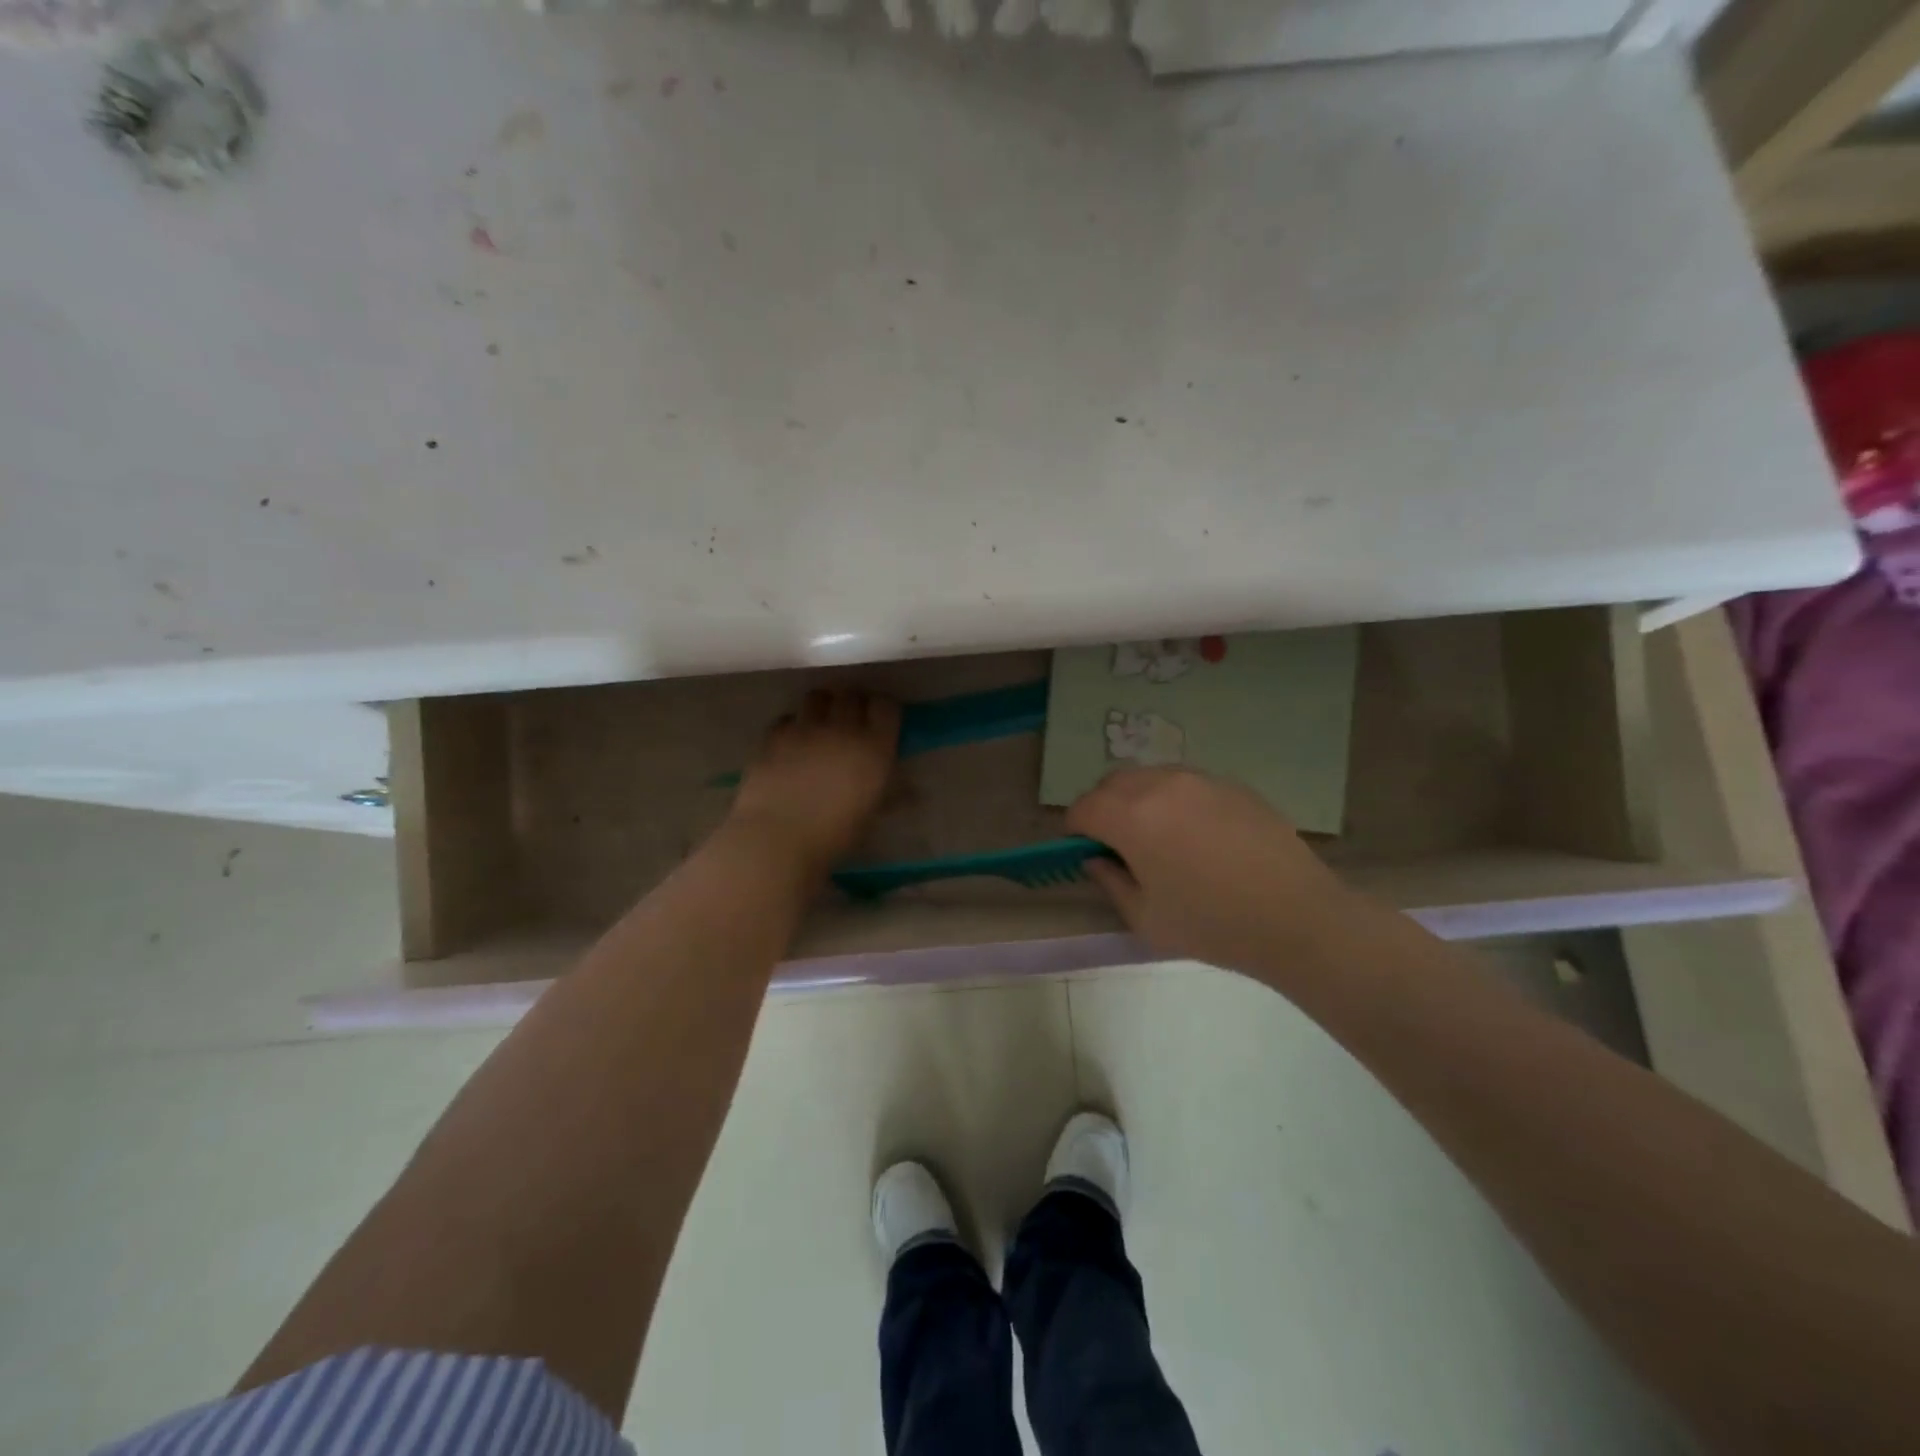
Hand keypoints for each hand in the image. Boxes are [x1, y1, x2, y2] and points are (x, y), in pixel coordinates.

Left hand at [729, 688, 900, 872]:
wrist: (778, 838)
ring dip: (823, 705)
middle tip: (852, 719)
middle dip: (854, 702)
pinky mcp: (773, 735)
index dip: (884, 709)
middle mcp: (842, 728)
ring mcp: (805, 728)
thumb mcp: (871, 814)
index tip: (882, 720)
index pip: (886, 707)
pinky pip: (788, 717)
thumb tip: (910, 790)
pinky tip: (792, 742)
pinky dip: (794, 724)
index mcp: (874, 747)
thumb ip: (889, 792)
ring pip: (818, 696)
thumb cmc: (834, 835)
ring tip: (821, 722)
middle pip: (852, 694)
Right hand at [1066, 766, 1355, 974]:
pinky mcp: (1232, 784)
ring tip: (1158, 838)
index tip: (1085, 852)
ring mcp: (1200, 780)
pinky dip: (1174, 800)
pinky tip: (1199, 836)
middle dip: (1103, 808)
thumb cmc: (1213, 924)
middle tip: (1117, 845)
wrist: (1298, 917)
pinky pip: (1186, 783)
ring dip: (1137, 800)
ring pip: (1149, 777)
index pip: (1083, 807)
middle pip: (1112, 783)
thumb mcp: (1147, 918)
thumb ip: (1111, 882)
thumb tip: (1096, 860)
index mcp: (1132, 817)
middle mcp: (1161, 785)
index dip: (1076, 830)